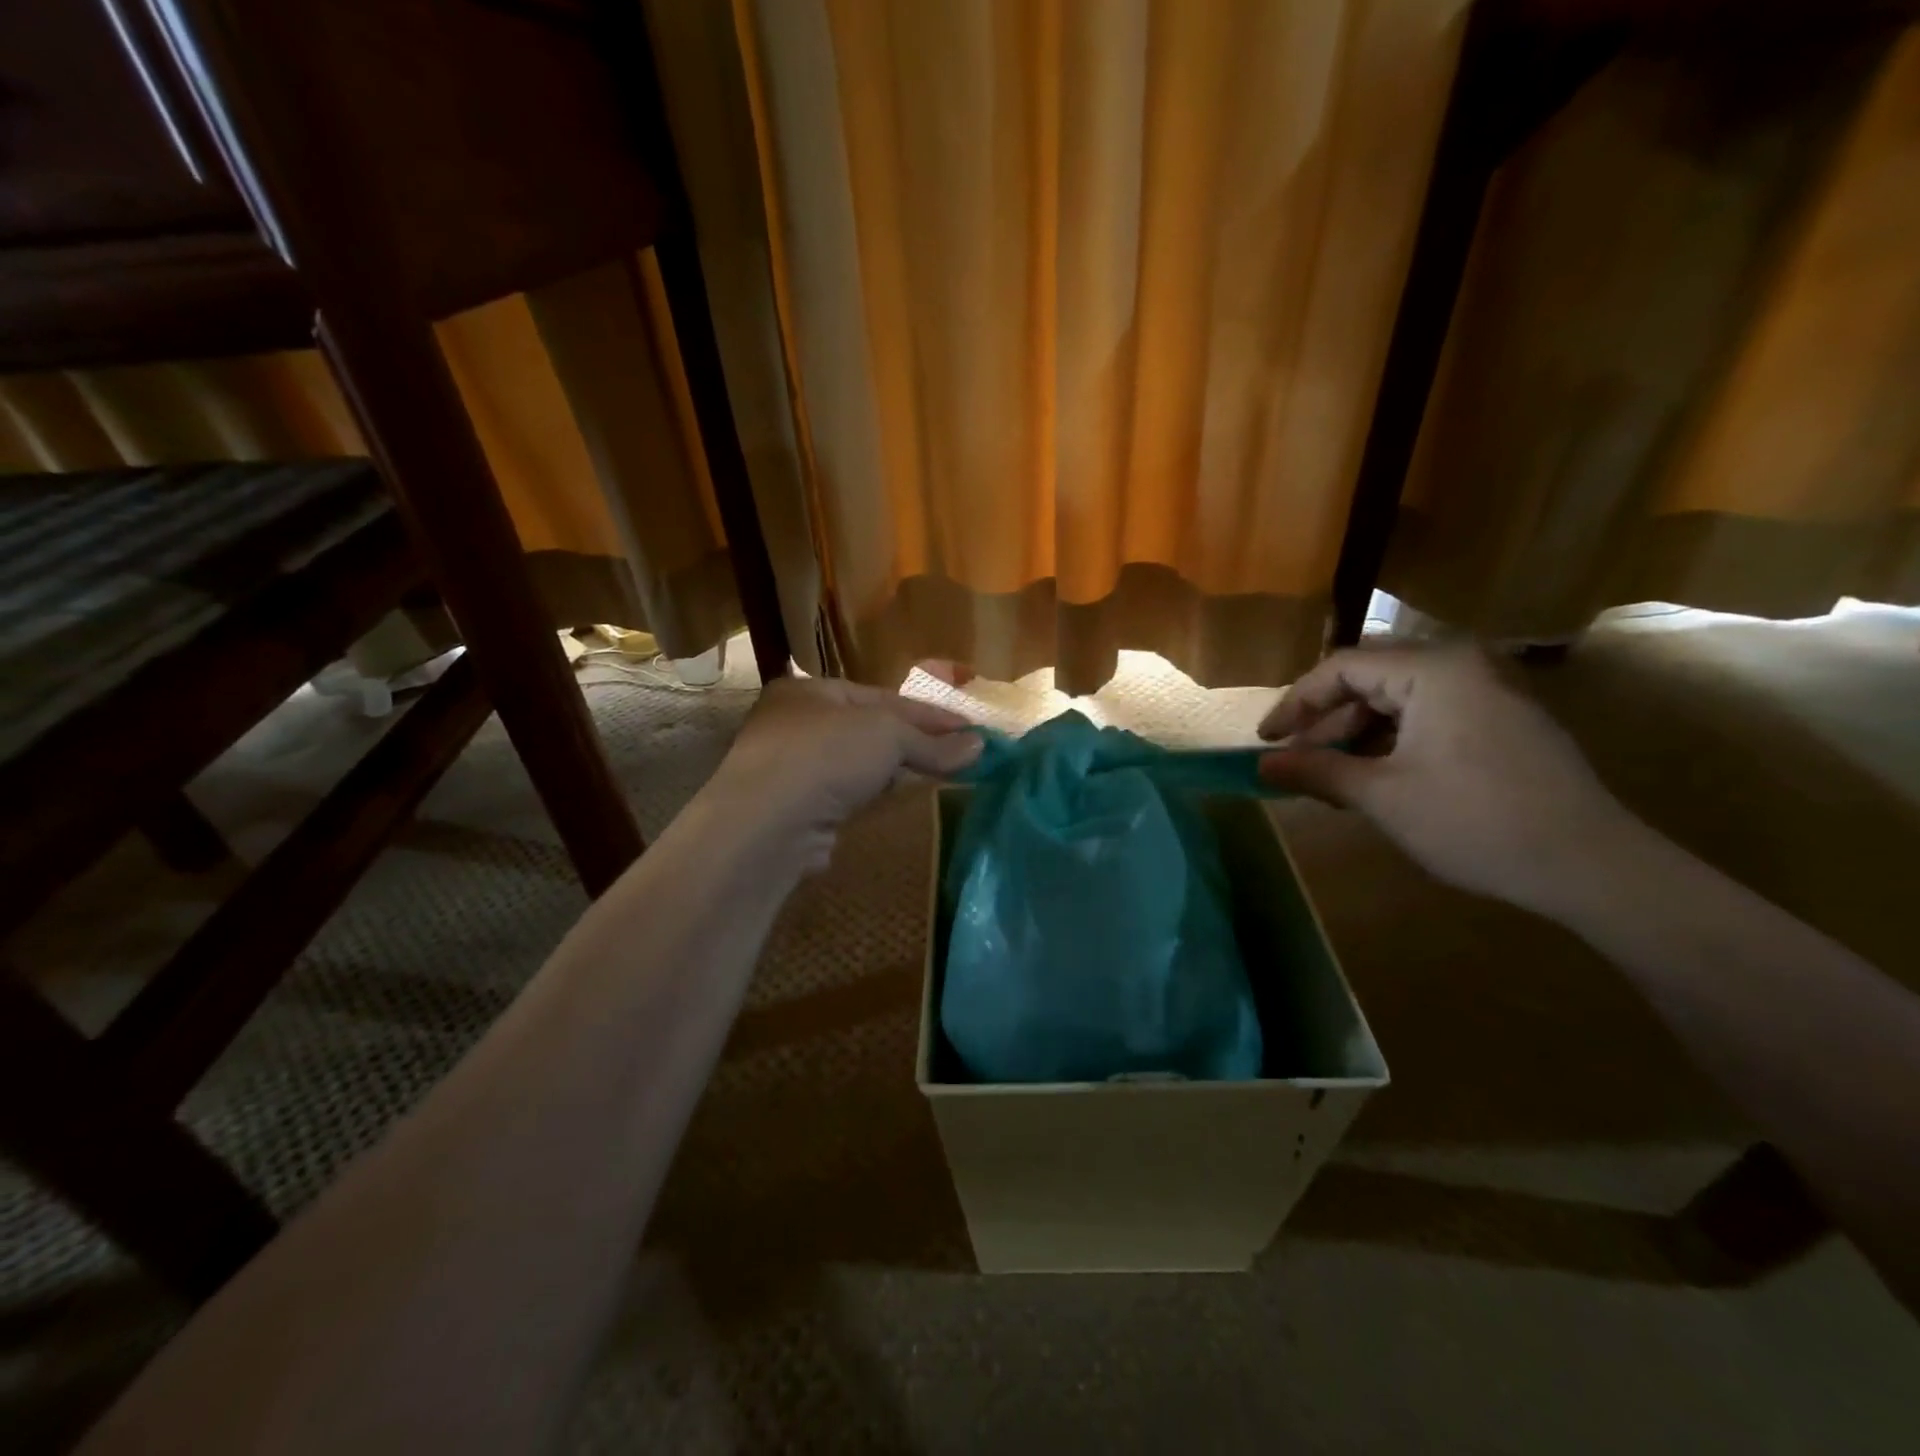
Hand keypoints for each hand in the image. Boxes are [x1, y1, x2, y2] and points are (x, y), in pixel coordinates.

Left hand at [707, 676, 981, 868]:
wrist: (769, 823)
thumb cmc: (826, 756)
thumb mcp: (888, 735)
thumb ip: (931, 742)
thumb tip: (979, 746)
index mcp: (810, 692)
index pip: (883, 696)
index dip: (930, 713)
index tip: (971, 728)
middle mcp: (795, 725)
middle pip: (870, 730)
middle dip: (916, 741)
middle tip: (961, 753)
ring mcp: (792, 770)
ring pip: (858, 764)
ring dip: (897, 769)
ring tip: (939, 775)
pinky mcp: (796, 810)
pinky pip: (847, 795)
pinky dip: (876, 795)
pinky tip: (898, 799)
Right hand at [1257, 644, 1638, 914]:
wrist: (1591, 866)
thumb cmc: (1474, 820)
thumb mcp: (1382, 795)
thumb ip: (1316, 770)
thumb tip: (1262, 764)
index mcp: (1433, 670)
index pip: (1341, 668)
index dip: (1295, 704)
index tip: (1265, 741)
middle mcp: (1463, 667)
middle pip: (1370, 680)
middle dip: (1325, 721)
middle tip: (1295, 759)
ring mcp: (1490, 693)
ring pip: (1399, 701)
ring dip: (1357, 735)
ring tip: (1330, 775)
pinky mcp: (1504, 723)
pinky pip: (1430, 717)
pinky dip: (1393, 742)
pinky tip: (1376, 777)